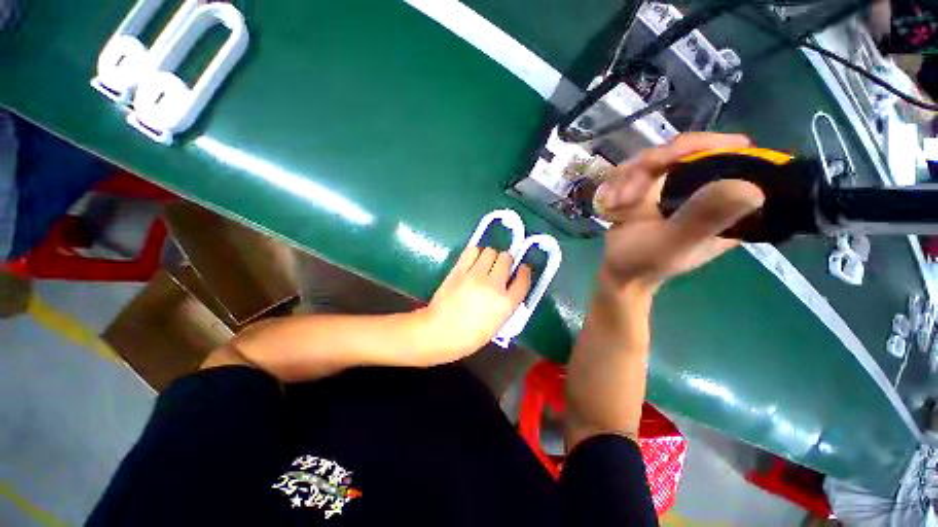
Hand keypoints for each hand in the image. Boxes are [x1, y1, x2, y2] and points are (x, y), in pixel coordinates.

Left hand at [417, 246, 530, 363]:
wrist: (439, 333)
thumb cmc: (468, 336)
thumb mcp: (496, 325)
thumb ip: (506, 304)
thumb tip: (507, 286)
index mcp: (506, 304)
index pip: (523, 280)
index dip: (525, 271)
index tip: (522, 268)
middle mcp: (493, 286)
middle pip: (506, 259)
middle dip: (506, 261)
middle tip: (500, 267)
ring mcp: (475, 276)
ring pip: (490, 251)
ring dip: (491, 256)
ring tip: (485, 264)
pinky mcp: (459, 270)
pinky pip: (471, 251)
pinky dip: (475, 253)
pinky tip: (472, 261)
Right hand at [594, 133, 764, 291]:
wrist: (618, 271)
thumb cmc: (645, 262)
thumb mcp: (674, 244)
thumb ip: (703, 218)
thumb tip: (750, 188)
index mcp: (726, 202)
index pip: (728, 155)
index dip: (699, 147)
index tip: (666, 161)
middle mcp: (704, 187)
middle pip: (682, 149)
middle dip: (647, 169)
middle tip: (625, 195)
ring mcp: (674, 185)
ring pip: (652, 158)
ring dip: (625, 179)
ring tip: (614, 204)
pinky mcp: (651, 188)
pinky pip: (633, 170)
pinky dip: (616, 184)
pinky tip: (609, 203)